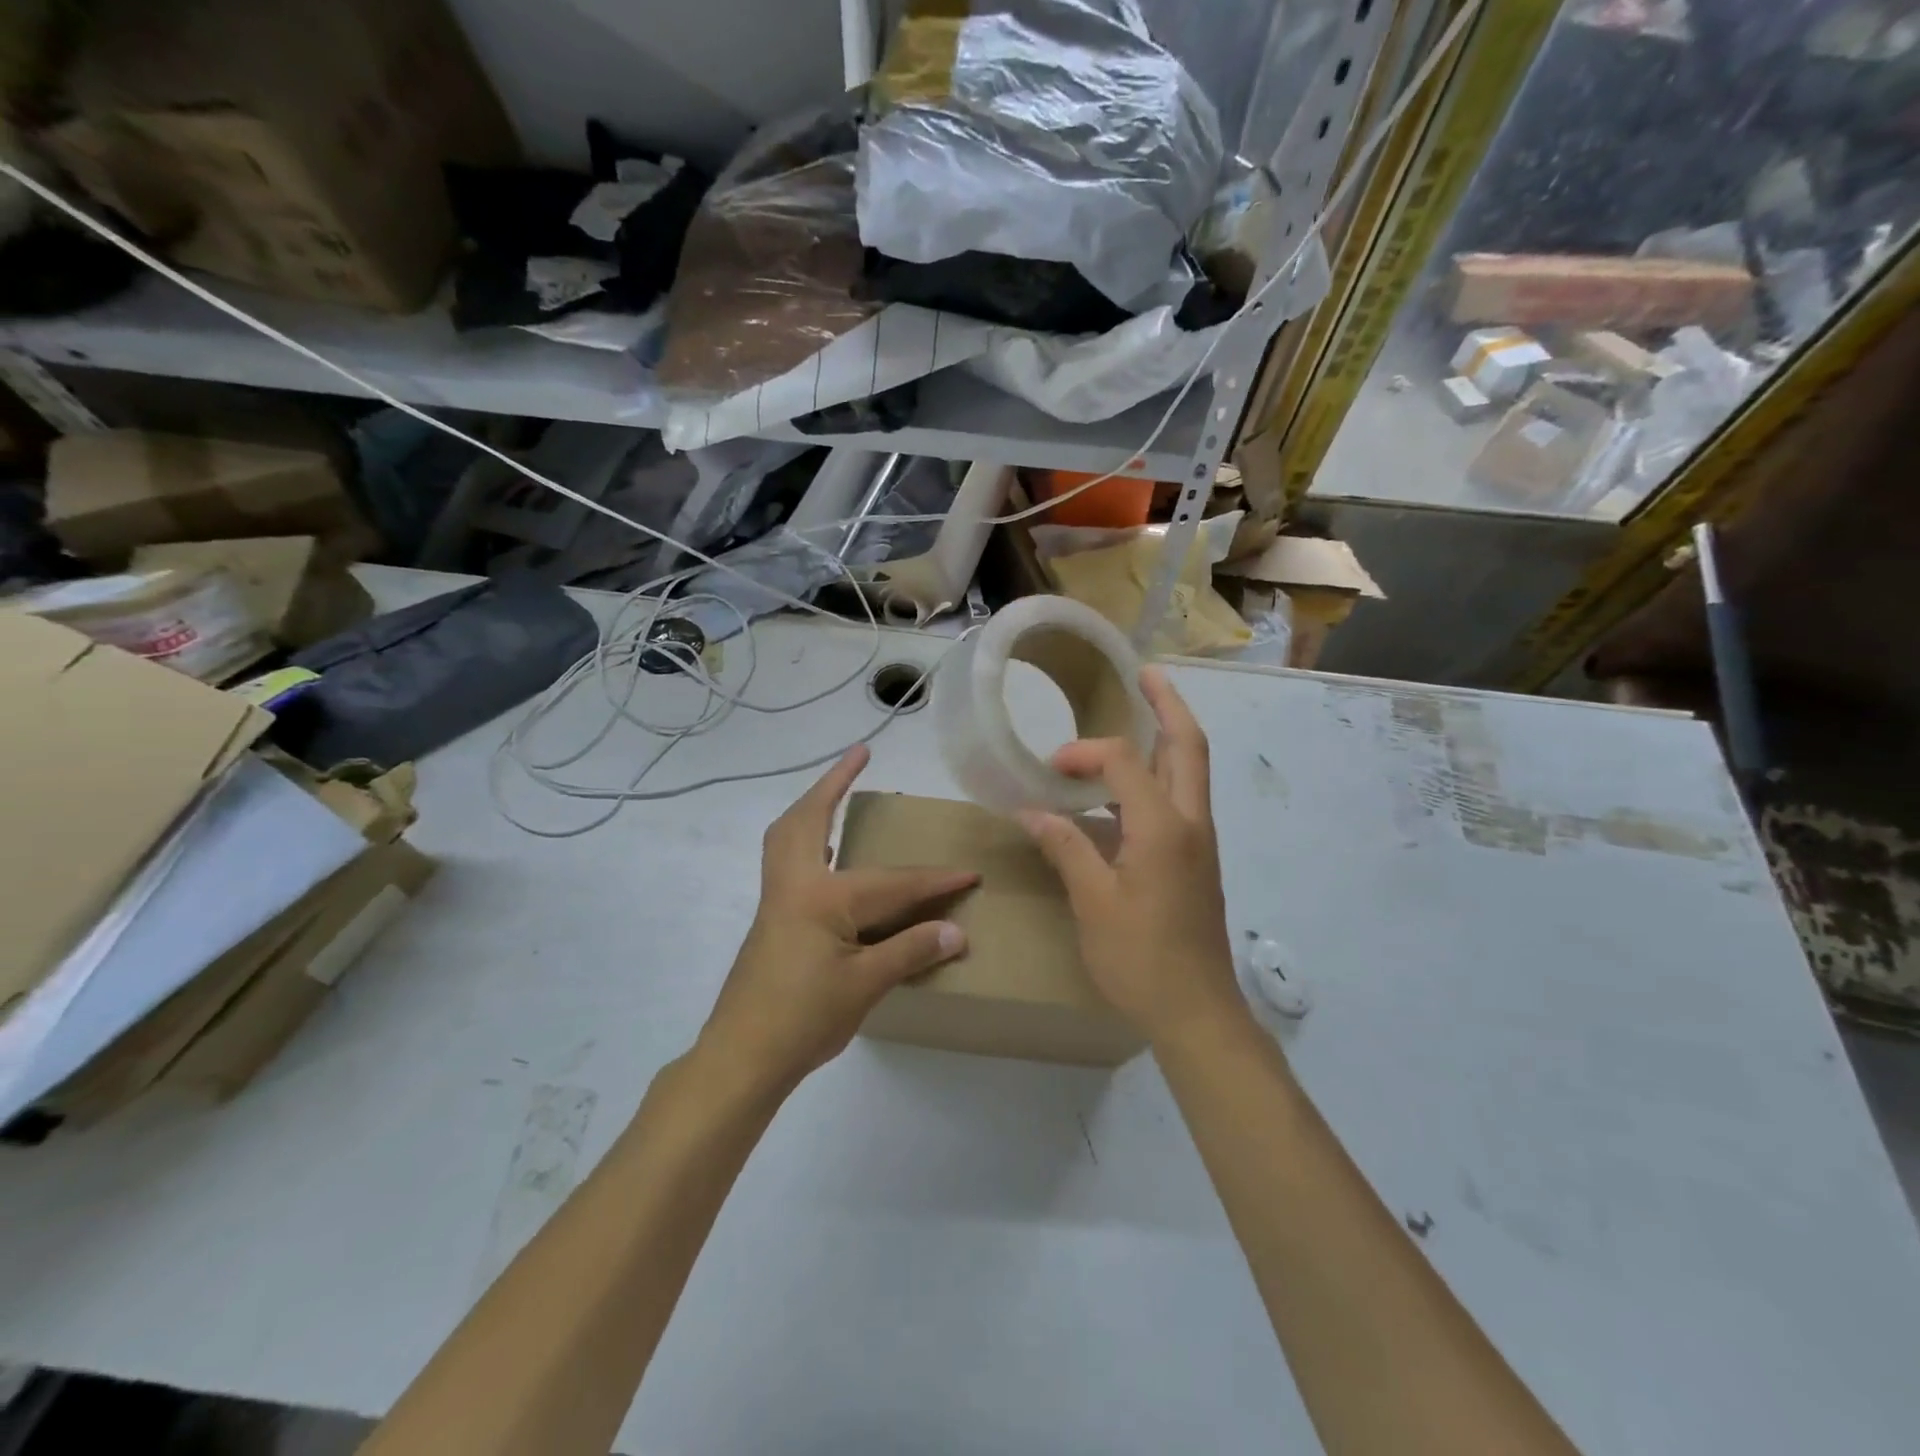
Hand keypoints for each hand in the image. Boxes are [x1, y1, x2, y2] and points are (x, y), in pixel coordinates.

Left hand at [697, 745, 975, 1095]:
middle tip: (859, 754)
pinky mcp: (772, 918)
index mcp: (821, 897)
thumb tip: (958, 931)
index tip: (971, 874)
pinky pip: (789, 859)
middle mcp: (794, 884)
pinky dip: (808, 839)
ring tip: (837, 793)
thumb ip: (911, 952)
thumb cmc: (803, 1018)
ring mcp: (777, 899)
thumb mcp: (865, 986)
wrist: (741, 1057)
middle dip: (833, 783)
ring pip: (789, 835)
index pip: (892, 883)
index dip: (935, 880)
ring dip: (814, 806)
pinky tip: (830, 856)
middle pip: (810, 819)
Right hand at [1018, 667, 1244, 1046]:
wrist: (1196, 1011)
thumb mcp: (1093, 902)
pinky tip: (1127, 789)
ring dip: (1169, 737)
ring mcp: (1200, 842)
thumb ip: (1066, 848)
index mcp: (1163, 827)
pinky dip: (1161, 775)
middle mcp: (1191, 822)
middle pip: (1188, 746)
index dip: (1084, 753)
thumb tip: (1034, 811)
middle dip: (1168, 705)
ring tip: (1141, 714)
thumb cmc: (1141, 958)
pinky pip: (1182, 798)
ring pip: (1191, 771)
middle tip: (1146, 674)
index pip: (1124, 763)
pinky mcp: (1197, 860)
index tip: (1049, 768)